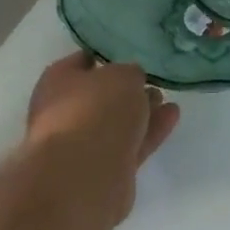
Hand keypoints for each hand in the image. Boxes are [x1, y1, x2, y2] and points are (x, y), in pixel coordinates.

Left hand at [25, 53, 180, 218]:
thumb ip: (130, 73)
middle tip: (152, 81)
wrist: (85, 175)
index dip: (105, 57)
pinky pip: (130, 144)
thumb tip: (131, 81)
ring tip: (166, 100)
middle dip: (126, 90)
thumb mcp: (123, 75)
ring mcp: (82, 144)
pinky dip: (149, 131)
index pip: (81, 61)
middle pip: (99, 96)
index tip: (130, 55)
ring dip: (140, 112)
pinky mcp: (103, 170)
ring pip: (116, 123)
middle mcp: (64, 112)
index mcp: (57, 82)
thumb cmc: (97, 110)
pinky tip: (171, 118)